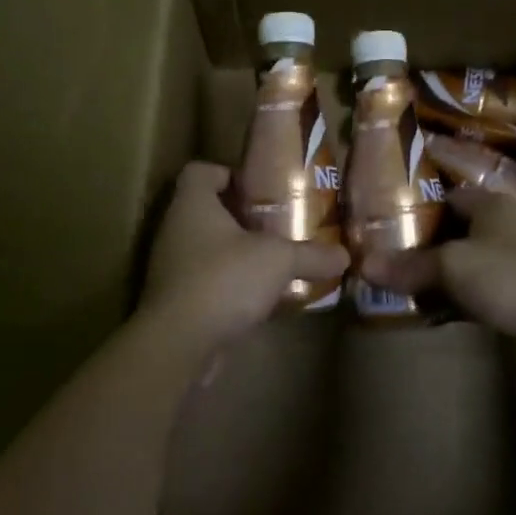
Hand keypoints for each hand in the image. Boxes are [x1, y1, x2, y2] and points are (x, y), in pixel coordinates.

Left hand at [138, 162, 349, 340]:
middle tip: (275, 224)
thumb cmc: (224, 279)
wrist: (179, 344)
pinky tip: (257, 296)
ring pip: (205, 247)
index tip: (258, 189)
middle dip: (239, 215)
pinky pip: (204, 280)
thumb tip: (344, 255)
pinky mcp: (175, 299)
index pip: (200, 171)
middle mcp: (176, 229)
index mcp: (192, 204)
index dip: (227, 173)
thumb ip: (311, 254)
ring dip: (235, 252)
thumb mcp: (278, 260)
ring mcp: (171, 266)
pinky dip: (227, 283)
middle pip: (205, 209)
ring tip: (271, 260)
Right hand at [360, 184, 515, 346]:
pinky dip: (456, 300)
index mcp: (493, 205)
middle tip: (384, 257)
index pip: (447, 196)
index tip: (383, 223)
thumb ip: (409, 266)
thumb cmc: (511, 277)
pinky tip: (431, 312)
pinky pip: (477, 293)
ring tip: (399, 286)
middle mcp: (505, 228)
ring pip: (465, 264)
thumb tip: (362, 265)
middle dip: (423, 245)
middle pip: (454, 231)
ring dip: (439, 276)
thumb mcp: (452, 266)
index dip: (416, 206)